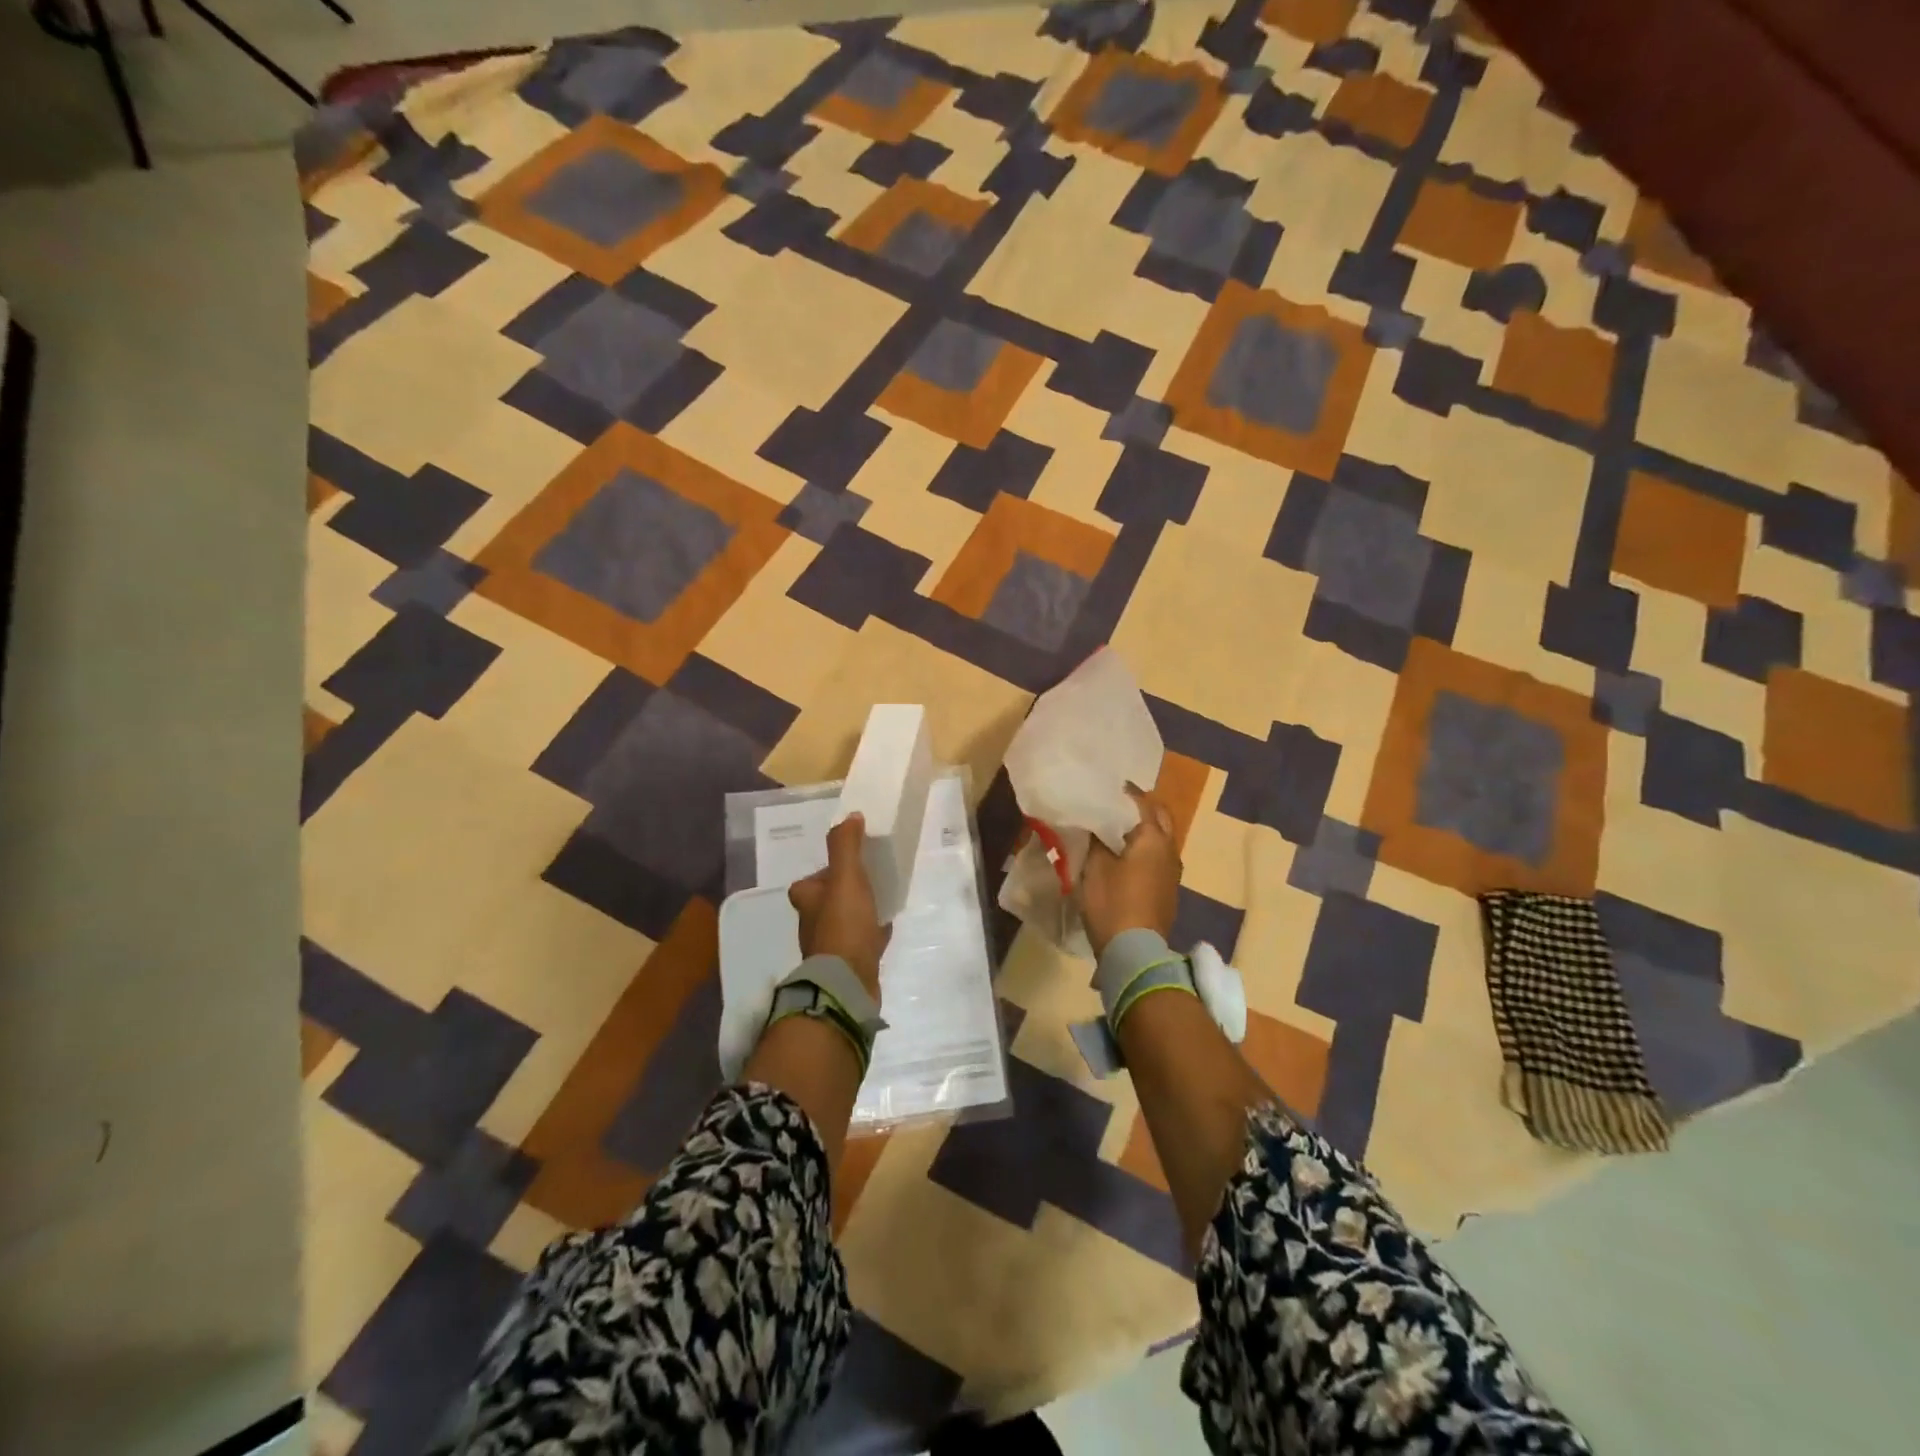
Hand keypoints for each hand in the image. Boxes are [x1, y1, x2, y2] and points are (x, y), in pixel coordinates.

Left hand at [789, 814, 889, 1002]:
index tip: (849, 864)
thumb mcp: (845, 877)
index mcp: (807, 901)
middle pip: (828, 901)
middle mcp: (813, 924)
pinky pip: (862, 942)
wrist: (848, 982)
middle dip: (845, 891)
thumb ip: (846, 845)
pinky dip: (872, 933)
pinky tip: (886, 927)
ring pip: (846, 921)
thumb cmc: (843, 924)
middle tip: (870, 879)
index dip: (826, 872)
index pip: (810, 882)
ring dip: (860, 912)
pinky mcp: (850, 965)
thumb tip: (850, 816)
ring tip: (882, 899)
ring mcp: (831, 947)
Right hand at [1078, 786, 1180, 957]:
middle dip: (1141, 808)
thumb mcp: (1095, 867)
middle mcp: (1170, 850)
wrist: (1135, 952)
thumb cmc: (1113, 903)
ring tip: (1115, 830)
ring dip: (1143, 830)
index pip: (1142, 802)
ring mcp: (1172, 872)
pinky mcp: (1168, 890)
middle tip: (1115, 806)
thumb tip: (1094, 822)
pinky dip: (1144, 850)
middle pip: (1160, 818)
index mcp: (1153, 838)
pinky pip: (1158, 858)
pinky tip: (1124, 857)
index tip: (1105, 787)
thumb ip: (1095, 839)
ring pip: (1161, 839)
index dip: (1125, 792)